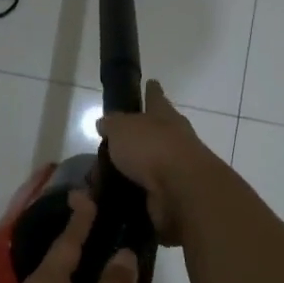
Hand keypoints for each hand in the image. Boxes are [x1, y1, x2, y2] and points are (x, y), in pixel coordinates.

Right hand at [96, 81, 224, 245]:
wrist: (181, 191)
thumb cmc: (152, 148)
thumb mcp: (122, 128)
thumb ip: (112, 124)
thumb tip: (105, 123)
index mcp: (164, 116)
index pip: (156, 97)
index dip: (152, 91)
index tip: (152, 82)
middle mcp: (174, 139)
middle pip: (154, 133)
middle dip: (137, 138)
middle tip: (110, 146)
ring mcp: (175, 169)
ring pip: (148, 166)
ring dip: (131, 171)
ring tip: (102, 180)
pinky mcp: (172, 197)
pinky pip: (146, 193)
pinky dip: (131, 195)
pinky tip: (112, 200)